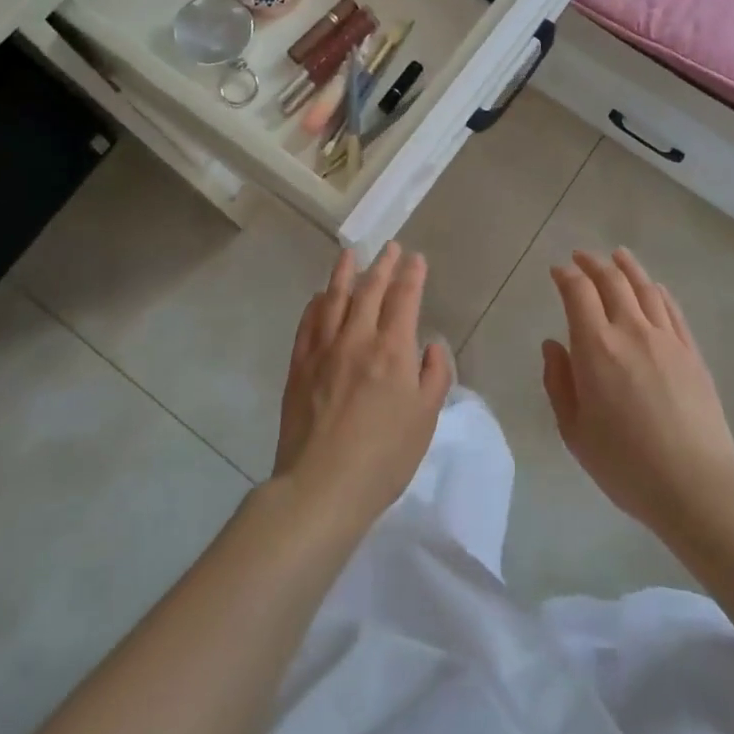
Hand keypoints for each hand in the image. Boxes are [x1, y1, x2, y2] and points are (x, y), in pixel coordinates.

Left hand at [273, 242, 452, 536]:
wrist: (322, 486)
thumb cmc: (384, 457)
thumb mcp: (426, 419)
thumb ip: (434, 375)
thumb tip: (431, 344)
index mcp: (392, 349)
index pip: (404, 298)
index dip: (411, 275)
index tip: (416, 259)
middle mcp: (357, 338)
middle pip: (370, 290)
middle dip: (382, 265)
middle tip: (389, 248)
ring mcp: (323, 350)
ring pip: (334, 299)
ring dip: (344, 273)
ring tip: (350, 254)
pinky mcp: (299, 366)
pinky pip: (308, 324)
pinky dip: (316, 304)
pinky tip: (320, 296)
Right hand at [542, 249, 733, 537]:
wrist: (696, 484)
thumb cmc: (625, 465)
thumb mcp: (575, 432)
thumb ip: (559, 383)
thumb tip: (553, 345)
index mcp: (596, 347)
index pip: (578, 292)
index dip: (565, 276)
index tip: (557, 271)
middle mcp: (631, 330)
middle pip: (611, 280)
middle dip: (592, 263)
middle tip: (581, 257)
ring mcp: (666, 338)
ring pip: (644, 287)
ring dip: (626, 267)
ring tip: (617, 256)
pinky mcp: (691, 351)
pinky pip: (671, 308)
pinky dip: (657, 290)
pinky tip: (653, 287)